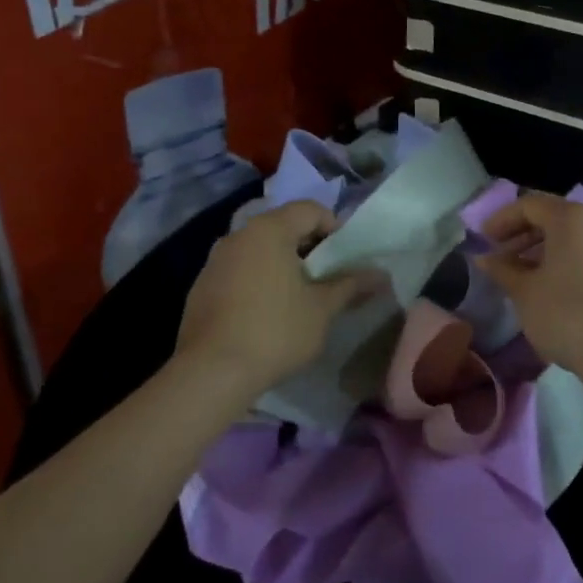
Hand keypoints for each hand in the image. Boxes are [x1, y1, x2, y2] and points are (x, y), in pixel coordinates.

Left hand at [177, 201, 369, 398]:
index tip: (346, 258)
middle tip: (328, 277)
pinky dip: (258, 280)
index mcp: (269, 230)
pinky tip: (267, 313)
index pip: (310, 209)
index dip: (334, 227)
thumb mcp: (322, 309)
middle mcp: (238, 235)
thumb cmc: (275, 331)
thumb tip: (381, 275)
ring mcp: (215, 261)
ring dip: (282, 264)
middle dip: (309, 247)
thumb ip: (351, 285)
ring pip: (259, 249)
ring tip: (299, 297)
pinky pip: (239, 270)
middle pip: (283, 226)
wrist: (211, 373)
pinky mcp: (201, 287)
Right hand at [476, 193, 582, 379]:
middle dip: (522, 234)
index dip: (502, 220)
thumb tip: (484, 258)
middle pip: (553, 217)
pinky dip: (564, 262)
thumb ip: (502, 269)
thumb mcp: (525, 292)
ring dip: (542, 250)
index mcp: (570, 218)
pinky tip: (550, 289)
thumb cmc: (567, 314)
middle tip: (500, 257)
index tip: (483, 241)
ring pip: (571, 238)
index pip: (529, 205)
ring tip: (521, 276)